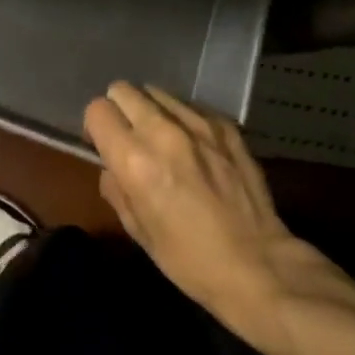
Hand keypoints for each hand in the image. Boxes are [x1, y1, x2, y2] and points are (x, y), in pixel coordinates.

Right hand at [84, 83, 326, 354]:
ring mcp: (198, 123)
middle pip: (123, 90)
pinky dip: (183, 119)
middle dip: (120, 110)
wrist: (258, 264)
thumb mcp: (138, 232)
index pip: (97, 110)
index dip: (96, 127)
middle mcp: (163, 131)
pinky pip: (190, 106)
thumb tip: (112, 165)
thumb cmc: (190, 260)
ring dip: (151, 111)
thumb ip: (116, 188)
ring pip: (157, 92)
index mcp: (134, 160)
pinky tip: (195, 146)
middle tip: (131, 138)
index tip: (105, 145)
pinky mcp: (225, 125)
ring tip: (163, 139)